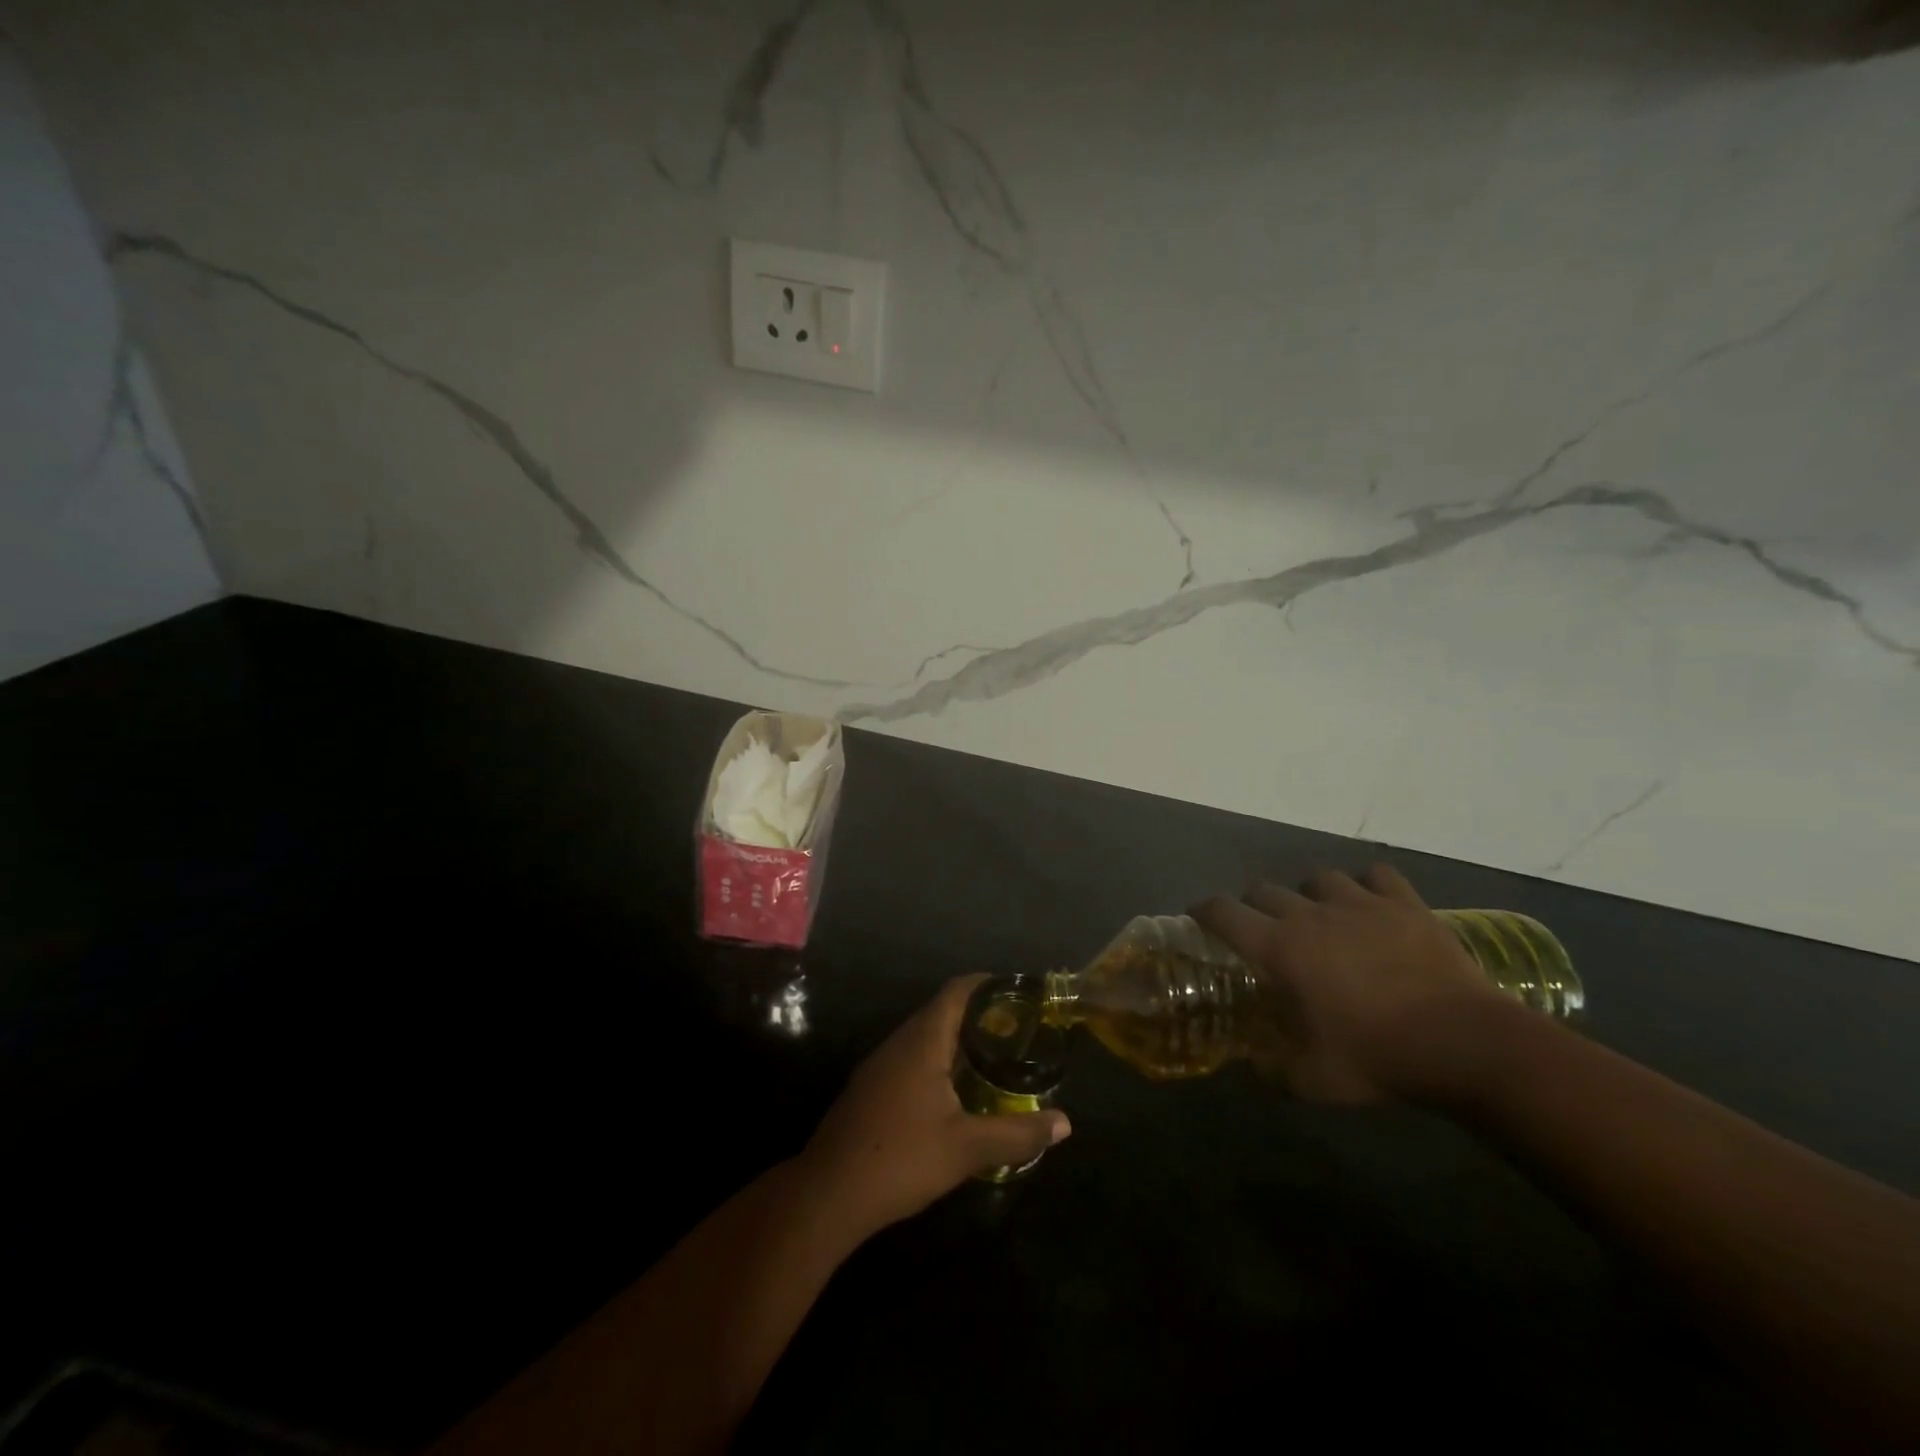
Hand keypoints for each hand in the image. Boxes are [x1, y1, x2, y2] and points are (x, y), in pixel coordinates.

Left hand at [798, 975, 1070, 1235]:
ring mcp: (880, 1065)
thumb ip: (1018, 1134)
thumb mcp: (967, 1148)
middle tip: (1016, 1030)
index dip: (987, 984)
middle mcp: (899, 1042)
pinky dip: (938, 1060)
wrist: (828, 1194)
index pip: (957, 992)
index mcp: (922, 1041)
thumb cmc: (901, 1158)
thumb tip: (1065, 1124)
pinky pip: (911, 1058)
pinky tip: (954, 1091)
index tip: (1018, 992)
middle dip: (978, 1014)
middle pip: (941, 1011)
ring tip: (992, 1057)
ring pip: (924, 1036)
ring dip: (956, 1039)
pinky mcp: (870, 1088)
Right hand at [1193, 864, 1500, 1104]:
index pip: (1223, 912)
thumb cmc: (1381, 1058)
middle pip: (1264, 889)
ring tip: (1320, 914)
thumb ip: (1275, 1075)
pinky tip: (1371, 902)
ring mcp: (1360, 904)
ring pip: (1318, 878)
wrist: (1466, 1043)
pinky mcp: (1404, 904)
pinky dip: (1368, 884)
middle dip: (1254, 904)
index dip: (1204, 911)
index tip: (1198, 917)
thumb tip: (1253, 1072)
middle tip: (1262, 929)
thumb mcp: (1317, 1081)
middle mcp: (1310, 915)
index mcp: (1281, 948)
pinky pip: (1377, 875)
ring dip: (1310, 893)